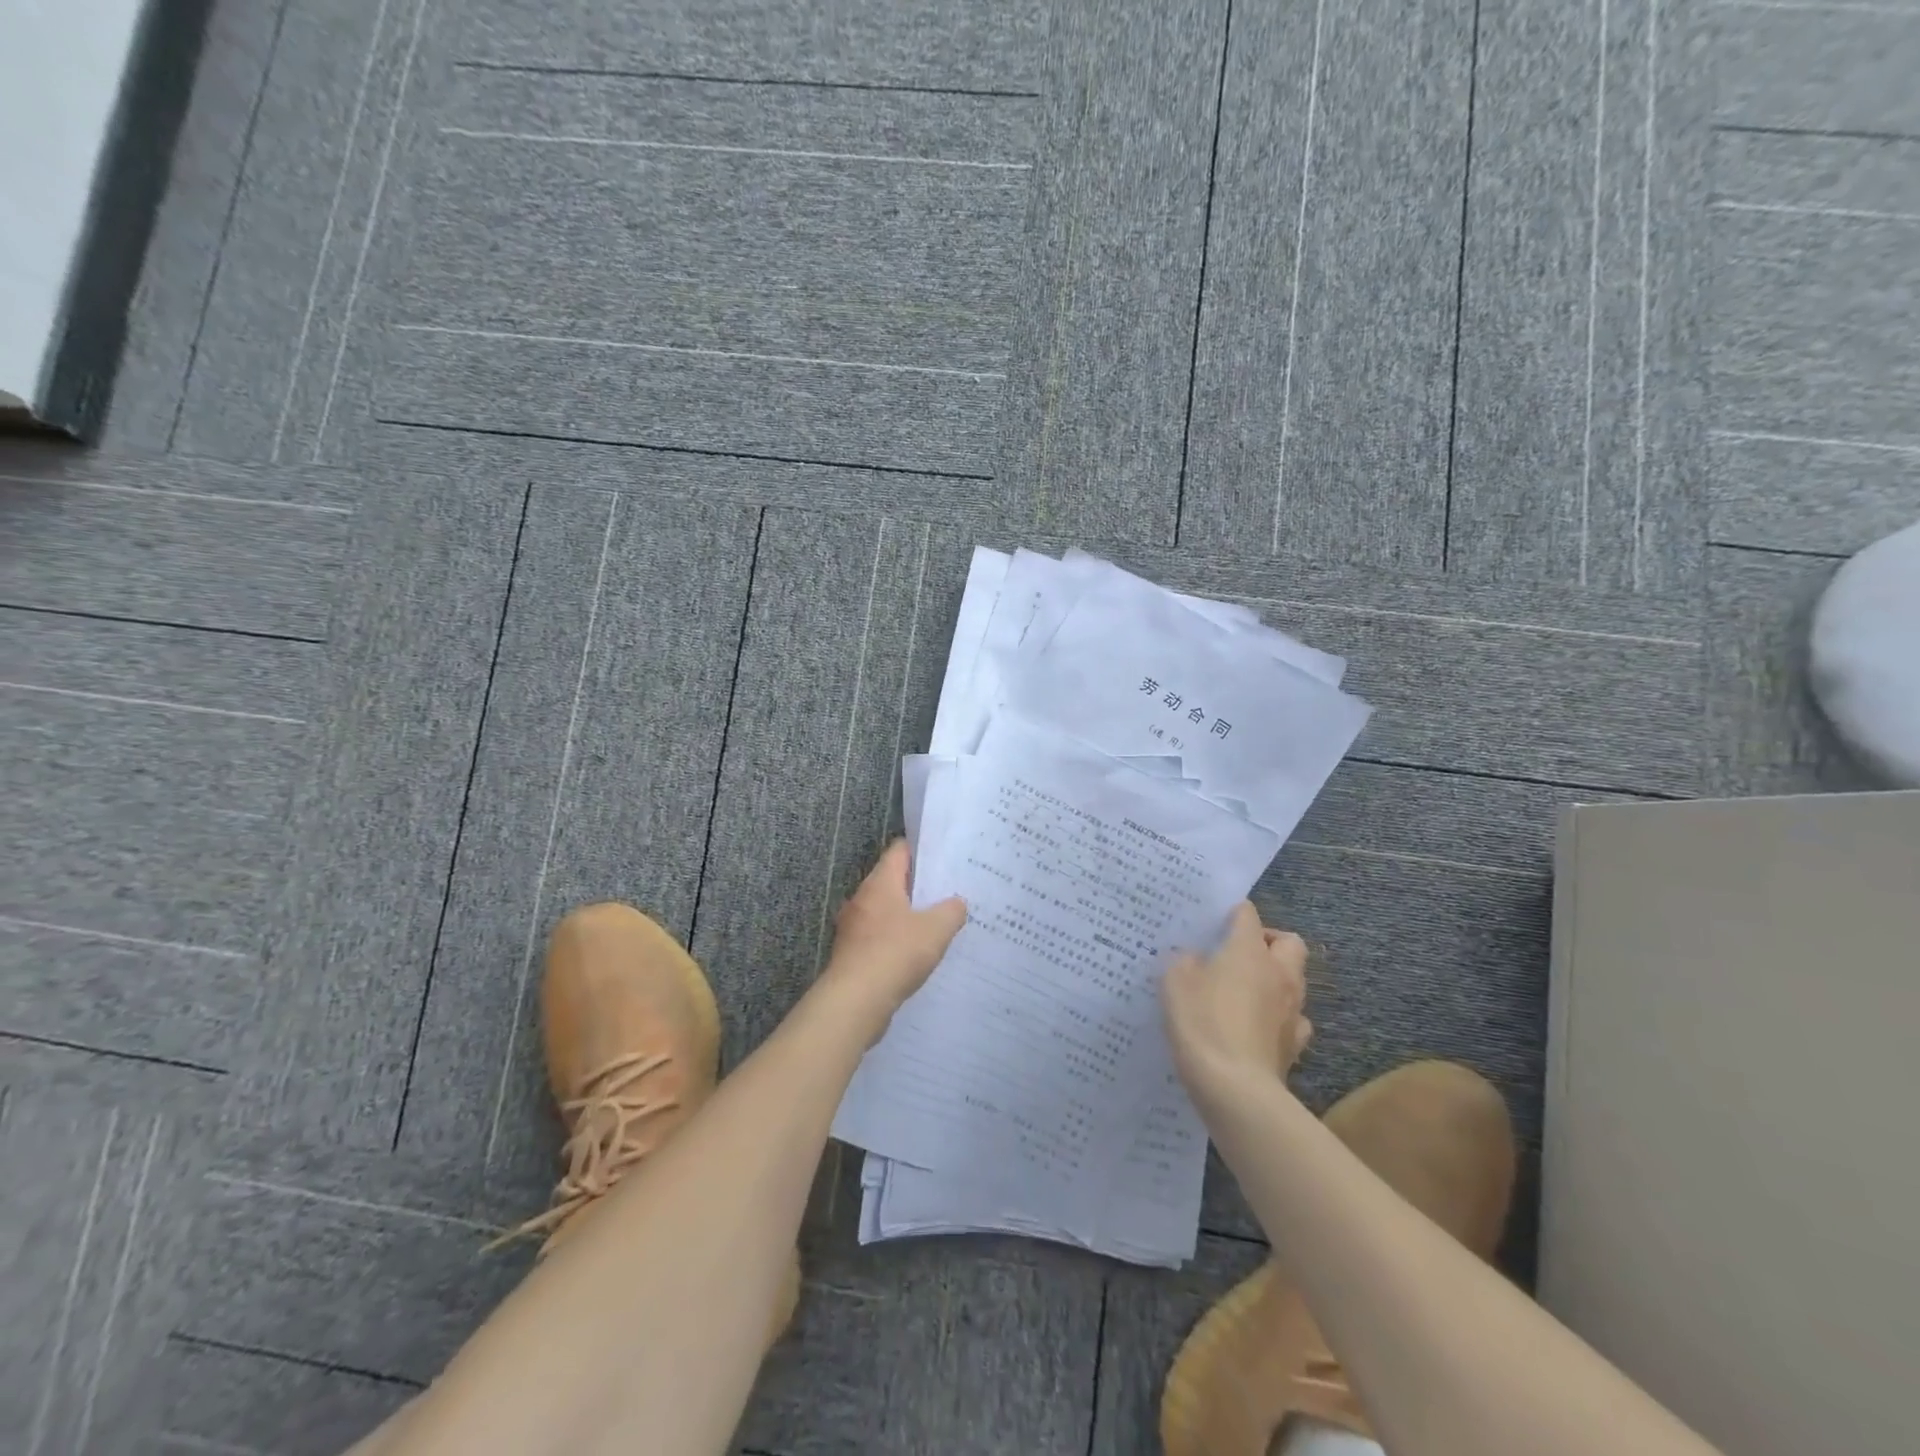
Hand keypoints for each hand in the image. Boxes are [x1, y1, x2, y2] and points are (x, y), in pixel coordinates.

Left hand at [818, 840, 966, 1042]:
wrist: (855, 1001)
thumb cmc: (895, 953)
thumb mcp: (936, 929)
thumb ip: (951, 911)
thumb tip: (957, 903)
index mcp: (880, 883)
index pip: (899, 851)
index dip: (922, 850)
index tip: (944, 856)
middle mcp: (862, 898)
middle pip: (891, 881)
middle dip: (918, 886)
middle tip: (947, 891)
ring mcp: (853, 927)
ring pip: (885, 911)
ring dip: (906, 915)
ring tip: (936, 923)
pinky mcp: (851, 953)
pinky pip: (878, 936)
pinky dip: (896, 940)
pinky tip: (916, 954)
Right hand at [1162, 902, 1312, 1097]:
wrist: (1235, 1088)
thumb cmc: (1202, 1023)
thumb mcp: (1175, 982)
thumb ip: (1184, 961)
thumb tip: (1195, 959)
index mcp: (1249, 951)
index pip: (1247, 914)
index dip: (1232, 912)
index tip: (1215, 921)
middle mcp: (1279, 974)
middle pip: (1290, 942)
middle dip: (1270, 941)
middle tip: (1240, 952)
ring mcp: (1292, 1010)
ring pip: (1295, 980)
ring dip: (1276, 978)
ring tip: (1246, 990)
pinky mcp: (1294, 1044)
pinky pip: (1293, 1019)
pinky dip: (1279, 1016)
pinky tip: (1258, 1026)